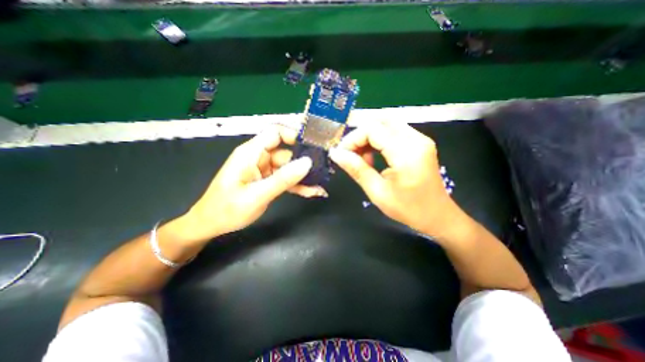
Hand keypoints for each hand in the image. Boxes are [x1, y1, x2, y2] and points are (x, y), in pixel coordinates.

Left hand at [178, 124, 324, 242]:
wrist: (211, 225)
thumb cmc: (227, 209)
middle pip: (287, 152)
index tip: (312, 146)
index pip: (275, 133)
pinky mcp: (268, 181)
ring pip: (289, 168)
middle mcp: (259, 158)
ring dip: (304, 177)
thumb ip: (283, 178)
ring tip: (320, 185)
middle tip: (324, 170)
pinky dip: (298, 185)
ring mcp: (264, 170)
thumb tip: (307, 163)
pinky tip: (312, 191)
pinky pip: (286, 179)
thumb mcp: (257, 195)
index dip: (294, 135)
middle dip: (305, 161)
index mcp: (251, 153)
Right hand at [329, 120, 465, 237]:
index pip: (372, 129)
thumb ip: (356, 169)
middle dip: (360, 136)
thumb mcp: (377, 192)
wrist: (438, 216)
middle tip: (351, 156)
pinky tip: (375, 157)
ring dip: (369, 138)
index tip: (342, 155)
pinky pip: (394, 132)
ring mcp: (420, 139)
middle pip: (379, 122)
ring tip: (362, 159)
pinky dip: (379, 140)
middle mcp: (416, 139)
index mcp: (406, 152)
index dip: (352, 139)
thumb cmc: (408, 209)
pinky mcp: (420, 143)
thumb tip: (336, 154)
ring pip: (386, 125)